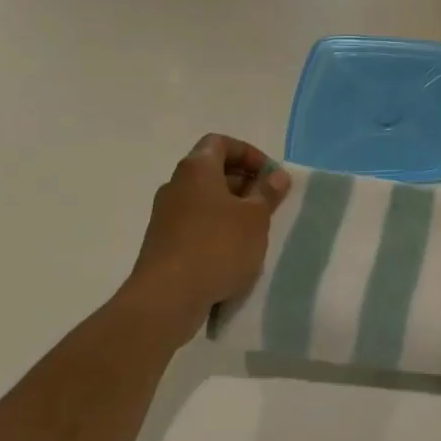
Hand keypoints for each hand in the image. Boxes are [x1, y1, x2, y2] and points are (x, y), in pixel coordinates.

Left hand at [118, 134, 289, 326]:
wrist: (167, 298)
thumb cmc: (217, 247)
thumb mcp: (255, 218)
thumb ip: (268, 193)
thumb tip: (276, 175)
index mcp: (197, 169)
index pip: (221, 143)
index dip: (249, 153)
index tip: (271, 176)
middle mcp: (176, 186)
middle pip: (213, 170)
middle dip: (245, 183)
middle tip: (270, 203)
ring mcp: (166, 216)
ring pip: (206, 200)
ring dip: (233, 209)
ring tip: (257, 231)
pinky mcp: (164, 243)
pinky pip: (196, 224)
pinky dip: (218, 229)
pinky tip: (235, 253)